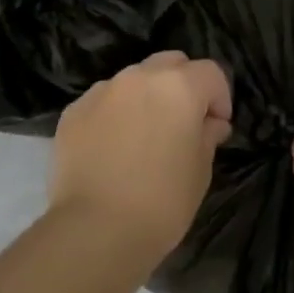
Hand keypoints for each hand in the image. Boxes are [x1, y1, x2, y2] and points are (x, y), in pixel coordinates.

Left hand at [49, 51, 232, 262]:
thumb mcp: (200, 171)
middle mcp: (138, 78)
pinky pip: (103, 101)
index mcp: (178, 87)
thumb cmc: (162, 202)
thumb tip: (209, 123)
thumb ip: (207, 136)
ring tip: (143, 136)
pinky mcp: (73, 111)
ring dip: (146, 98)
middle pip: (170, 64)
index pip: (210, 73)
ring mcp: (101, 91)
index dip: (220, 98)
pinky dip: (114, 114)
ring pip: (133, 80)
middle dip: (183, 85)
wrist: (96, 228)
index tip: (216, 127)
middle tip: (183, 123)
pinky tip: (113, 148)